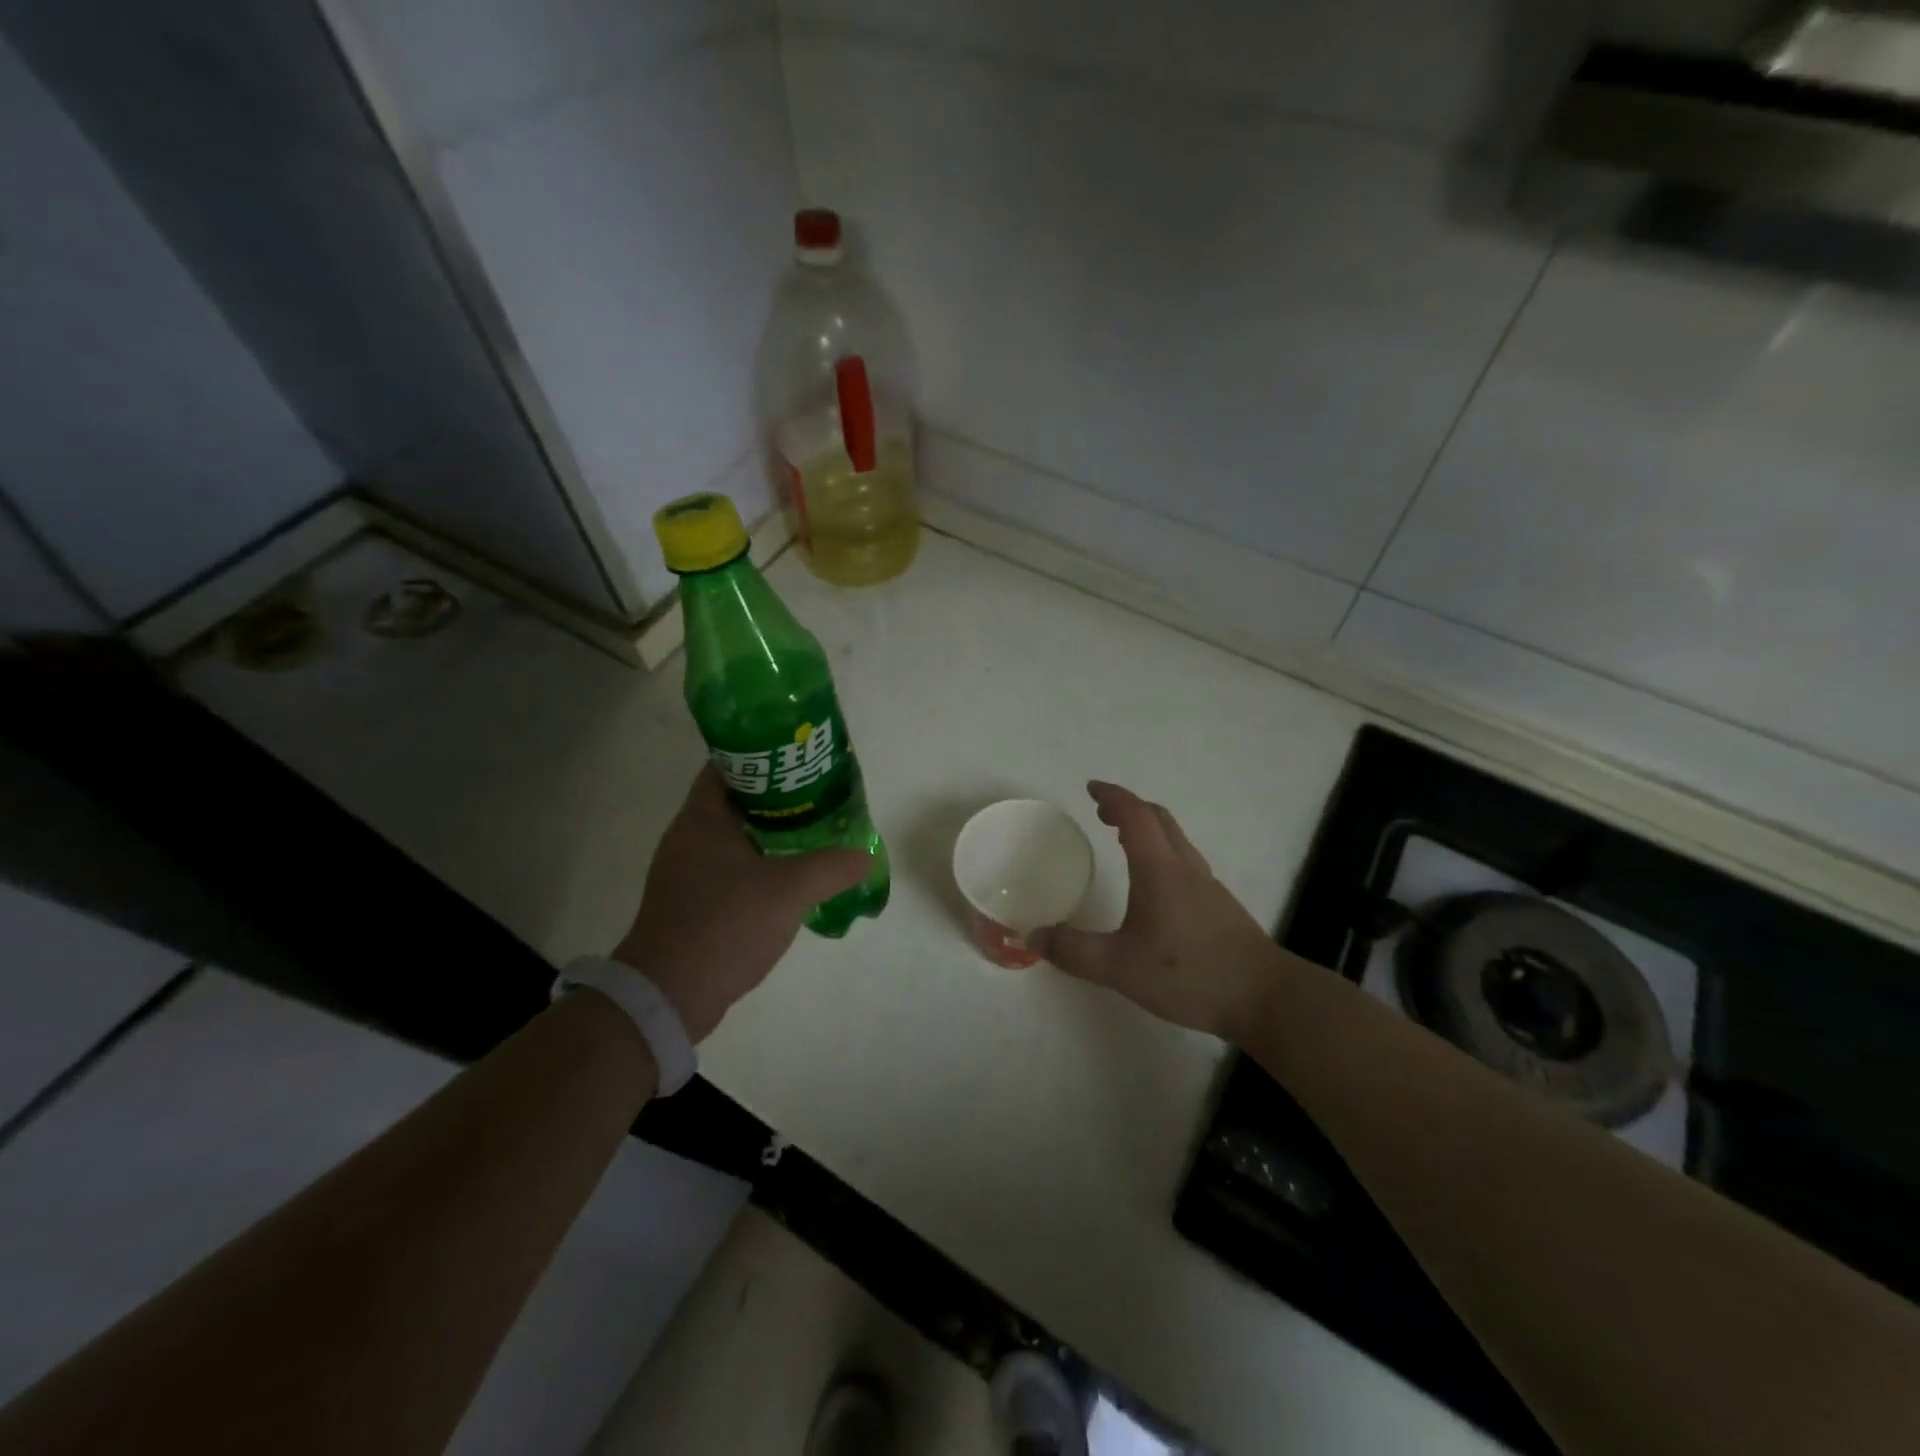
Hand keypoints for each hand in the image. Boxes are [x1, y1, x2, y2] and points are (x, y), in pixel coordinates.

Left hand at [613, 766, 868, 1041]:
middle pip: (734, 799)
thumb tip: (866, 855)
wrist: (669, 996)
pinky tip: (787, 876)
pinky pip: (728, 867)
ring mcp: (684, 871)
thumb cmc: (725, 925)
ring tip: (811, 831)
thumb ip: (832, 867)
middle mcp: (687, 837)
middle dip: (775, 796)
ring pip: (733, 836)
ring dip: (768, 832)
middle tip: (817, 796)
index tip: (799, 760)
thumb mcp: (789, 891)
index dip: (763, 757)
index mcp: (702, 819)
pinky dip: (757, 863)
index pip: (727, 766)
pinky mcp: (689, 902)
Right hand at [1030, 782, 1279, 1041]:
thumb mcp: (1119, 967)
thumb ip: (1074, 951)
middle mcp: (1185, 867)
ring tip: (1122, 839)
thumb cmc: (1189, 974)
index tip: (1091, 787)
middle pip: (1159, 819)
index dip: (1113, 796)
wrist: (1264, 997)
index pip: (1135, 815)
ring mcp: (1207, 885)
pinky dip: (1161, 852)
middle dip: (1128, 807)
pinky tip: (1154, 884)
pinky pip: (1184, 860)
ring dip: (1147, 828)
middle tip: (1101, 811)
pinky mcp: (1220, 905)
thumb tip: (1034, 935)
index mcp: (1159, 870)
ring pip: (1175, 839)